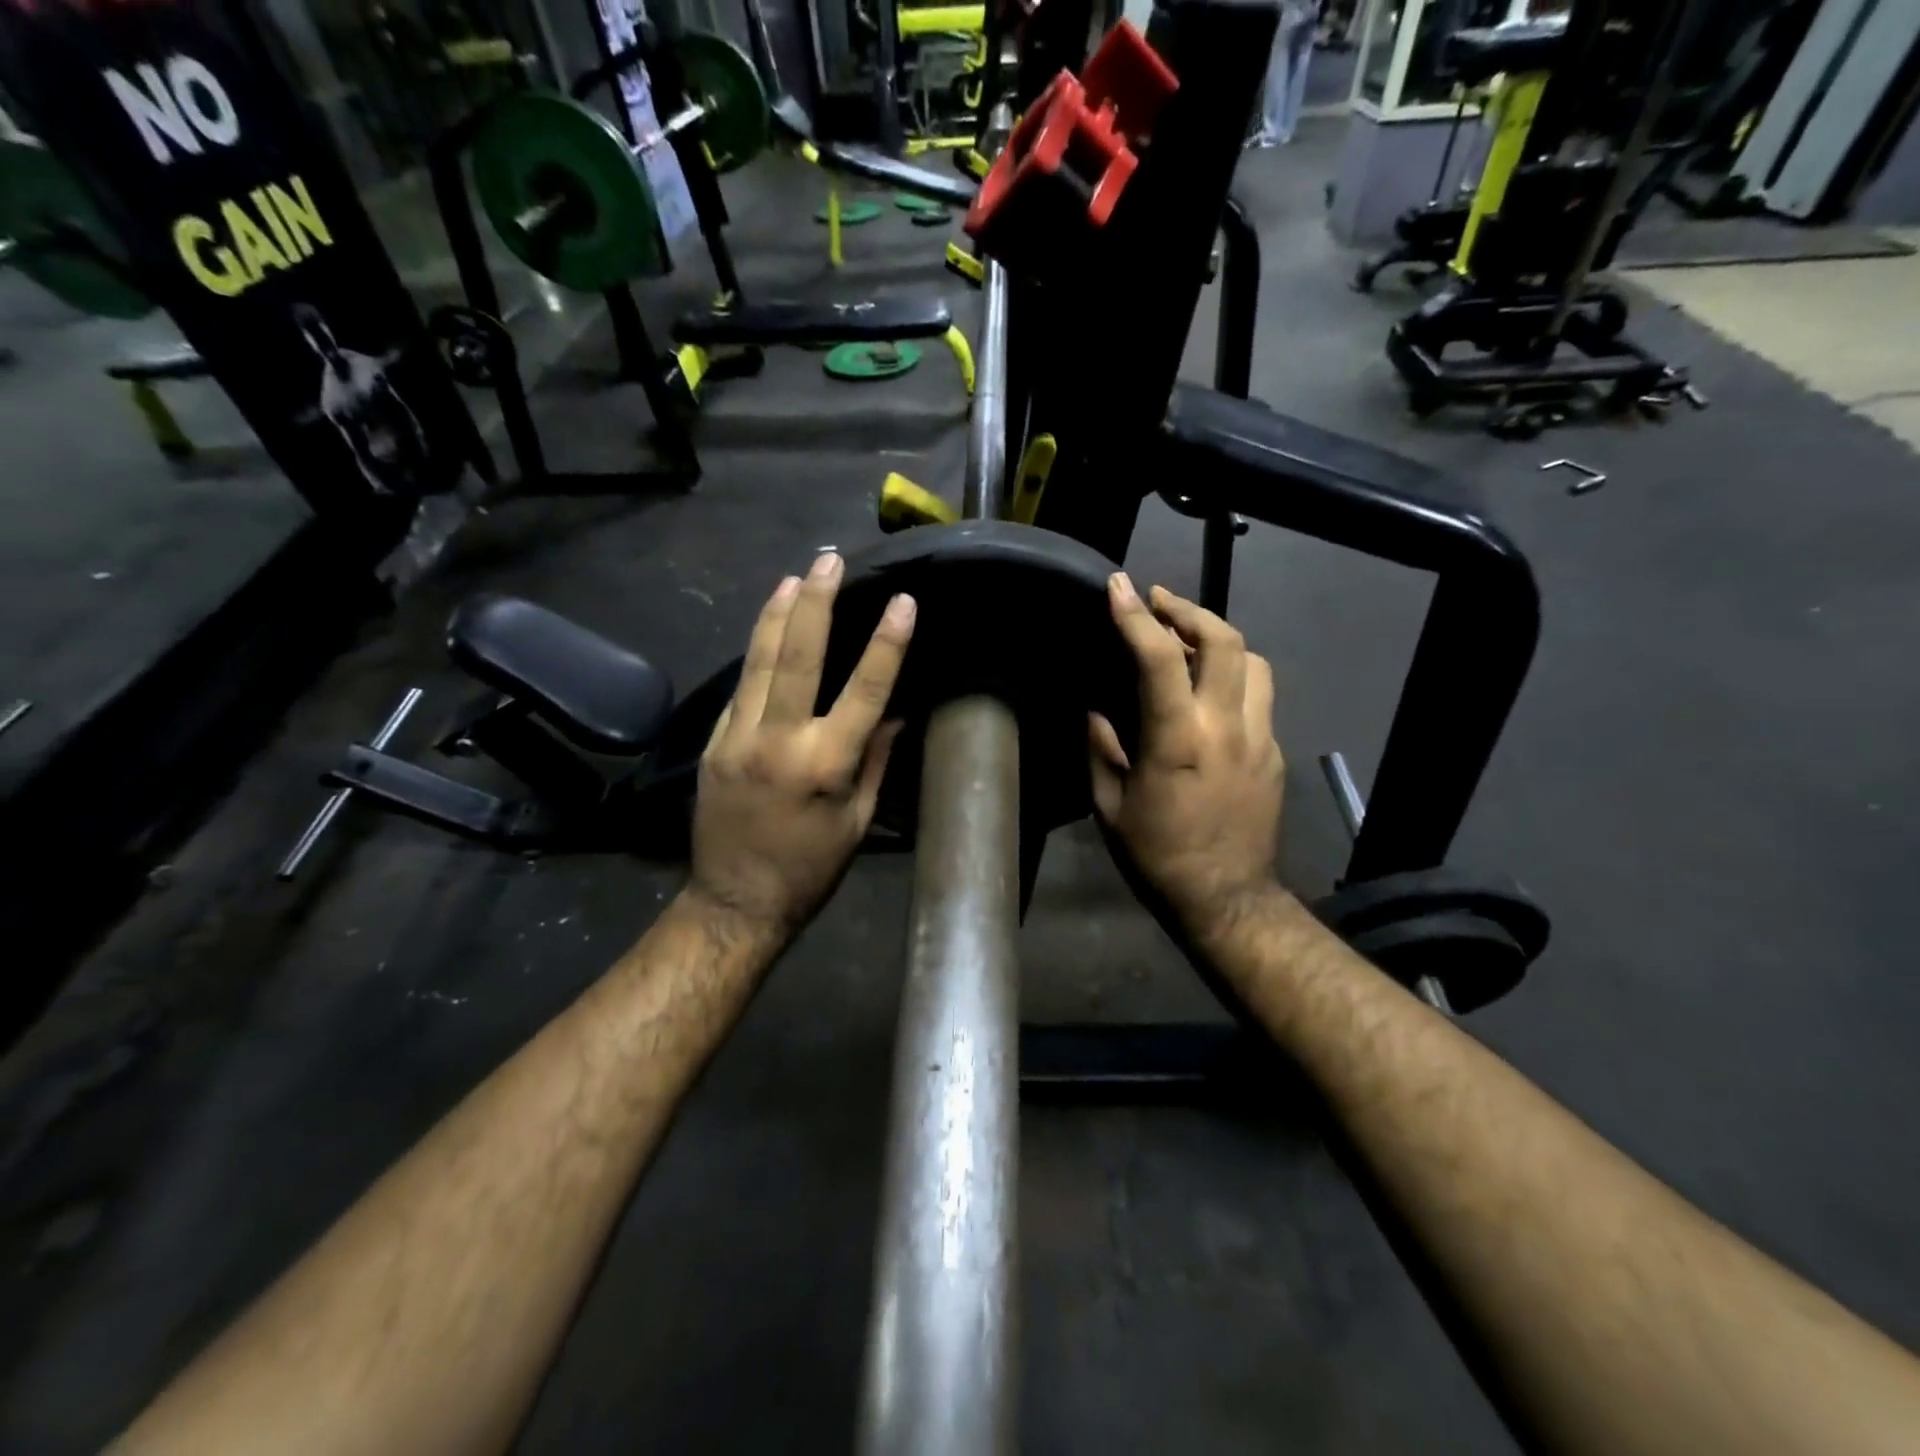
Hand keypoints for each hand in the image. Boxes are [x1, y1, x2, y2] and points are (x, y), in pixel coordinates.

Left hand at [689, 552, 915, 938]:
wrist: (736, 901)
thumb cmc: (810, 868)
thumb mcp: (858, 821)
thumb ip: (876, 760)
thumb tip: (892, 712)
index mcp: (825, 764)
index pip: (864, 690)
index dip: (886, 643)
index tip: (902, 601)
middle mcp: (779, 740)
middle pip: (797, 656)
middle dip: (815, 602)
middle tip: (828, 560)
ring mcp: (737, 738)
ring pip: (758, 661)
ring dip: (777, 613)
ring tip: (793, 576)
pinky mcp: (712, 743)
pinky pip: (741, 688)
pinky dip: (758, 653)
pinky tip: (769, 629)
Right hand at [1089, 575, 1285, 949]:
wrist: (1226, 899)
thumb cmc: (1157, 855)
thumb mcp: (1109, 806)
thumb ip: (1102, 749)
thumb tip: (1099, 711)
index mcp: (1177, 740)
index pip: (1159, 659)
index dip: (1135, 616)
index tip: (1118, 587)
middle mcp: (1226, 728)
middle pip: (1225, 641)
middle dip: (1189, 610)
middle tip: (1158, 602)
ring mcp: (1260, 739)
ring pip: (1254, 662)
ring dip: (1220, 640)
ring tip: (1189, 642)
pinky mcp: (1275, 754)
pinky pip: (1258, 697)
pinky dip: (1232, 678)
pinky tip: (1209, 694)